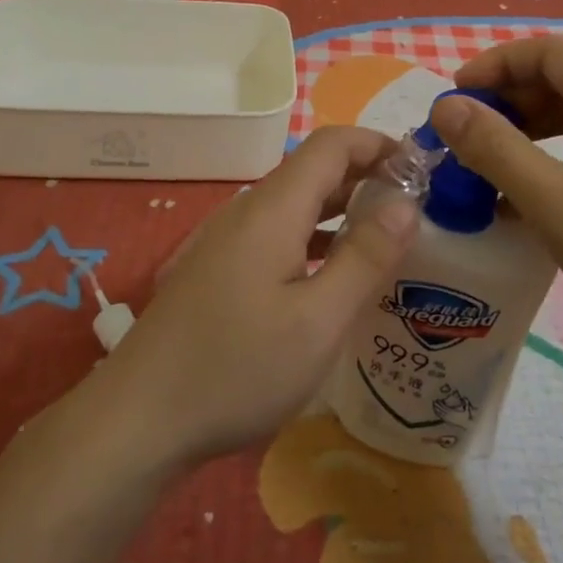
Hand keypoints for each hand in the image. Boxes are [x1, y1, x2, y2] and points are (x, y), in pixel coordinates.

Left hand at [95, 126, 419, 468]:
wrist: (139, 418)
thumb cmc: (236, 369)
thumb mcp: (317, 322)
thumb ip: (365, 258)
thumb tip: (407, 204)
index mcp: (273, 209)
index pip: (332, 144)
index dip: (379, 144)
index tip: (423, 169)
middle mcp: (247, 210)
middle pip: (313, 170)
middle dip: (367, 176)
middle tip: (417, 208)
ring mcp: (227, 239)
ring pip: (294, 204)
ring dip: (341, 209)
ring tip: (386, 238)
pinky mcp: (217, 268)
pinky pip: (276, 233)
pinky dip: (314, 237)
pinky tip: (332, 275)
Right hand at [429, 35, 562, 356]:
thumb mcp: (556, 204)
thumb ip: (496, 150)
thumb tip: (445, 107)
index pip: (547, 53)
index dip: (494, 66)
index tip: (454, 99)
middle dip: (508, 102)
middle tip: (467, 139)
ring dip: (530, 132)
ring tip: (492, 166)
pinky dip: (557, 159)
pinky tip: (534, 198)